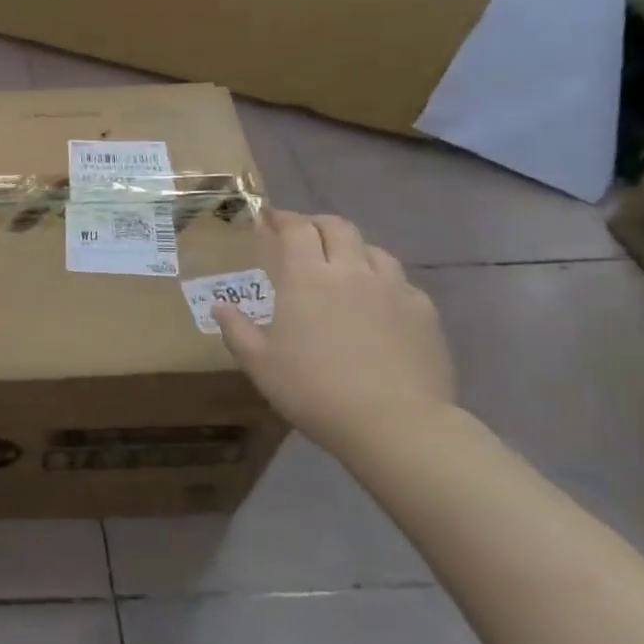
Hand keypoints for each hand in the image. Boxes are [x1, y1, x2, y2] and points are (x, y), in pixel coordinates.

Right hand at [212, 210, 455, 458]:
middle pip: (338, 227)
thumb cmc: (315, 391)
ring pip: (374, 250)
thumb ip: (237, 330)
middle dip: (317, 224)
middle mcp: (351, 271)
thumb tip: (219, 307)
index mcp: (307, 278)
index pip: (296, 229)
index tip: (269, 218)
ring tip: (344, 266)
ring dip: (353, 249)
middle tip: (304, 235)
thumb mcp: (260, 365)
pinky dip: (384, 282)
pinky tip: (380, 303)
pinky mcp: (424, 312)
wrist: (397, 425)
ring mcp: (393, 289)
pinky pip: (402, 283)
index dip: (281, 218)